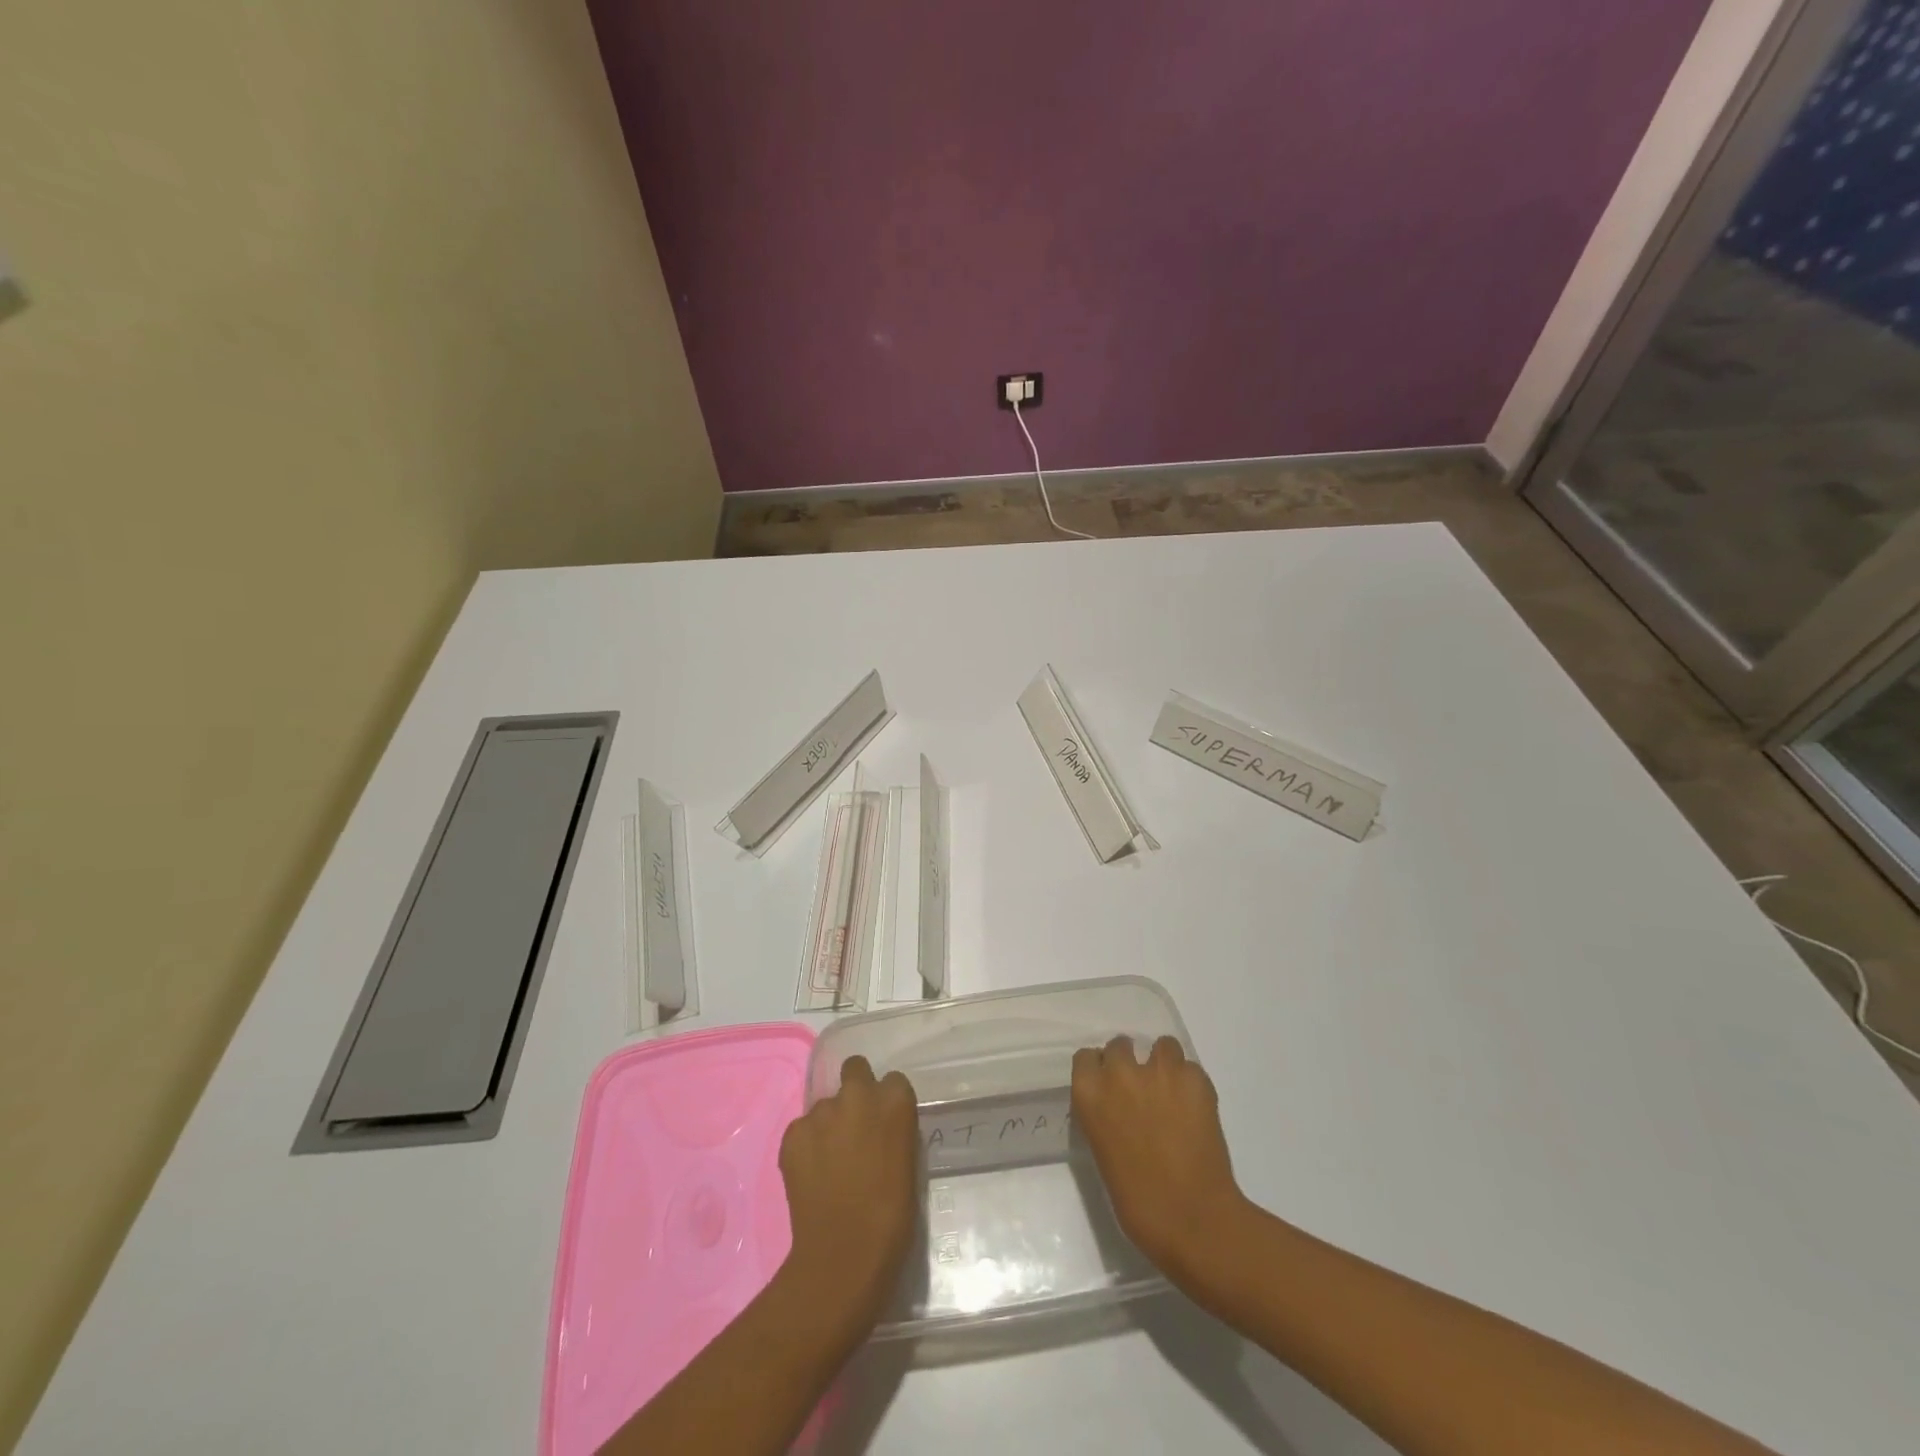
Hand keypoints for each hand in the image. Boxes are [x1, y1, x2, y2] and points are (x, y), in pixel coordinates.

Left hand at [777, 1055, 919, 1333]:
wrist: (844, 1255)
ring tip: (830, 1162)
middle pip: (855, 1069)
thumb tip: (877, 1131)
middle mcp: (858, 1095)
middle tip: (854, 1125)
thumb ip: (892, 1132)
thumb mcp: (906, 1163)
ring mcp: (822, 1112)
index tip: (883, 1124)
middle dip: (854, 1088)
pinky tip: (811, 1175)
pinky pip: (802, 1130)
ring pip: (825, 1104)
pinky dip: (806, 1145)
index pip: (893, 1081)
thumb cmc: (891, 1218)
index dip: (886, 1102)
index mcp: (895, 1102)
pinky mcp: (793, 1133)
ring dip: (829, 1123)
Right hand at [1072, 1034, 1246, 1281]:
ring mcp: (1159, 1072)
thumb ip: (1105, 1116)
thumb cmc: (1138, 1201)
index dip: (1100, 1070)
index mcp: (1090, 1094)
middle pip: (1120, 1044)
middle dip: (1130, 1063)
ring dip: (1165, 1065)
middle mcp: (1120, 1073)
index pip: (1086, 1058)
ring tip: (1174, 1093)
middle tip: (1142, 1091)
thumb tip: (1118, 1108)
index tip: (1109, 1087)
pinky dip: (1192, 1084)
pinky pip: (1191, 1068)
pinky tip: (1196, 1110)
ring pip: (1162, 1045)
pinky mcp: (1195, 1079)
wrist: (1191, 1218)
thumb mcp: (1103, 1152)